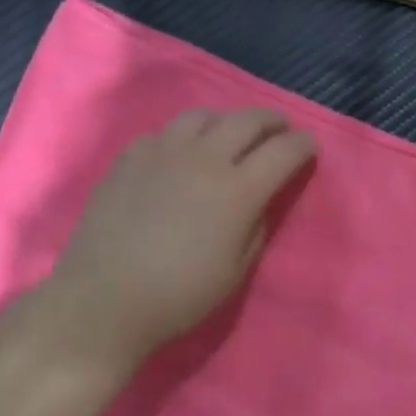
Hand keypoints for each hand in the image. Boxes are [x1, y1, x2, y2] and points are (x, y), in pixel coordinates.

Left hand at [48, 108, 316, 364]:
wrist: (105, 299)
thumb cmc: (179, 296)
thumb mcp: (236, 271)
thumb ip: (256, 228)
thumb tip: (259, 201)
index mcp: (237, 191)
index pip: (282, 151)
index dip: (302, 145)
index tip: (310, 146)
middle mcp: (204, 159)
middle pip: (247, 120)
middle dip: (272, 120)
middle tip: (281, 127)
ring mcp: (162, 152)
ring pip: (203, 116)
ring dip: (228, 120)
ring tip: (232, 133)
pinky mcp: (130, 157)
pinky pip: (166, 132)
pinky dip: (187, 135)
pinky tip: (183, 153)